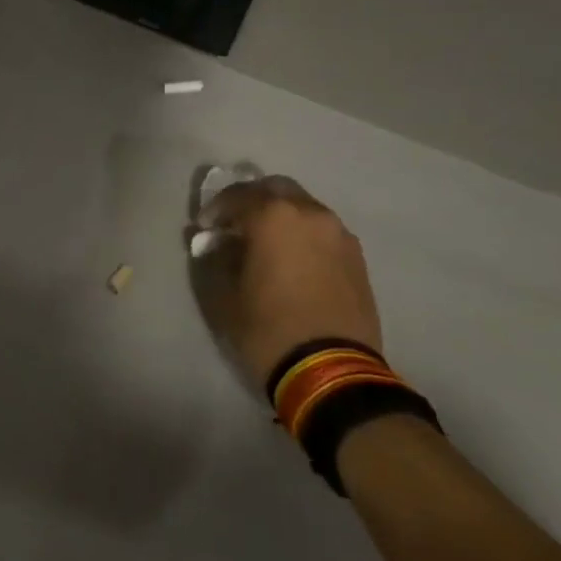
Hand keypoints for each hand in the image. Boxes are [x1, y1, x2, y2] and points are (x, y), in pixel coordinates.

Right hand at [196, 175, 382, 388]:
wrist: (333, 372)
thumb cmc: (269, 329)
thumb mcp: (226, 296)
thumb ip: (217, 259)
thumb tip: (218, 244)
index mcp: (274, 216)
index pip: (237, 196)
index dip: (215, 209)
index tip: (204, 228)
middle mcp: (310, 213)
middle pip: (275, 188)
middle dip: (252, 201)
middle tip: (235, 225)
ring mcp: (338, 233)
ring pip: (303, 207)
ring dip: (281, 216)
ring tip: (265, 244)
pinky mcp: (356, 257)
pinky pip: (322, 231)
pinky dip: (303, 234)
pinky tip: (293, 260)